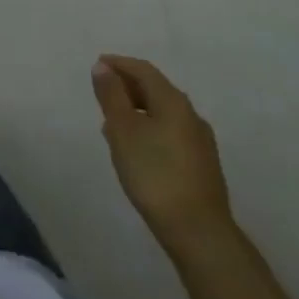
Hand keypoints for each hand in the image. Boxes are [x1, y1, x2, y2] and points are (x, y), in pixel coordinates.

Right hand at [93, 54, 233, 255]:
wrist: (200, 235)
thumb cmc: (155, 173)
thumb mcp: (123, 129)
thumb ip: (111, 95)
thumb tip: (103, 67)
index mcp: (173, 100)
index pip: (143, 70)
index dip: (118, 64)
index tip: (97, 67)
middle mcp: (191, 115)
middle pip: (155, 90)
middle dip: (127, 88)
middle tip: (102, 95)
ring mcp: (200, 143)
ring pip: (162, 114)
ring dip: (137, 112)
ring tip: (113, 125)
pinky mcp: (202, 168)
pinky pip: (170, 135)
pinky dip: (149, 131)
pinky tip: (137, 151)